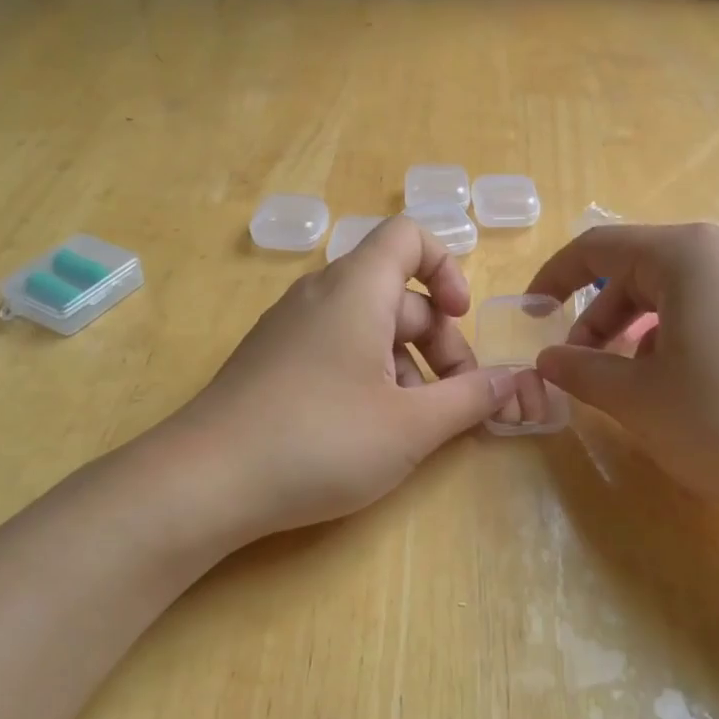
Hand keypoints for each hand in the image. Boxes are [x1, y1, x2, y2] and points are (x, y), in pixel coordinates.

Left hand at [167, 216, 517, 540]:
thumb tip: (515, 382)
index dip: (447, 268)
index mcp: (356, 290)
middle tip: (456, 402)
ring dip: (408, 367)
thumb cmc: (320, 441)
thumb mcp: (411, 426)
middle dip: (440, 343)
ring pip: (369, 328)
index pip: (409, 236)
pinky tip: (371, 431)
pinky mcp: (272, 363)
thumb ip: (471, 399)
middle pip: (398, 294)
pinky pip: (336, 350)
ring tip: (416, 426)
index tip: (462, 320)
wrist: (204, 483)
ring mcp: (290, 330)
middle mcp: (320, 295)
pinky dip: (369, 377)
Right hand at [527, 224, 718, 523]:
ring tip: (627, 382)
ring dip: (634, 330)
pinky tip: (677, 386)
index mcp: (686, 255)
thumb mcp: (637, 399)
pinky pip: (707, 308)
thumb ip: (581, 369)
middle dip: (597, 315)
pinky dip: (673, 336)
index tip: (530, 315)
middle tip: (580, 366)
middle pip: (637, 268)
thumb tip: (547, 359)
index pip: (598, 248)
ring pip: (672, 291)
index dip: (554, 278)